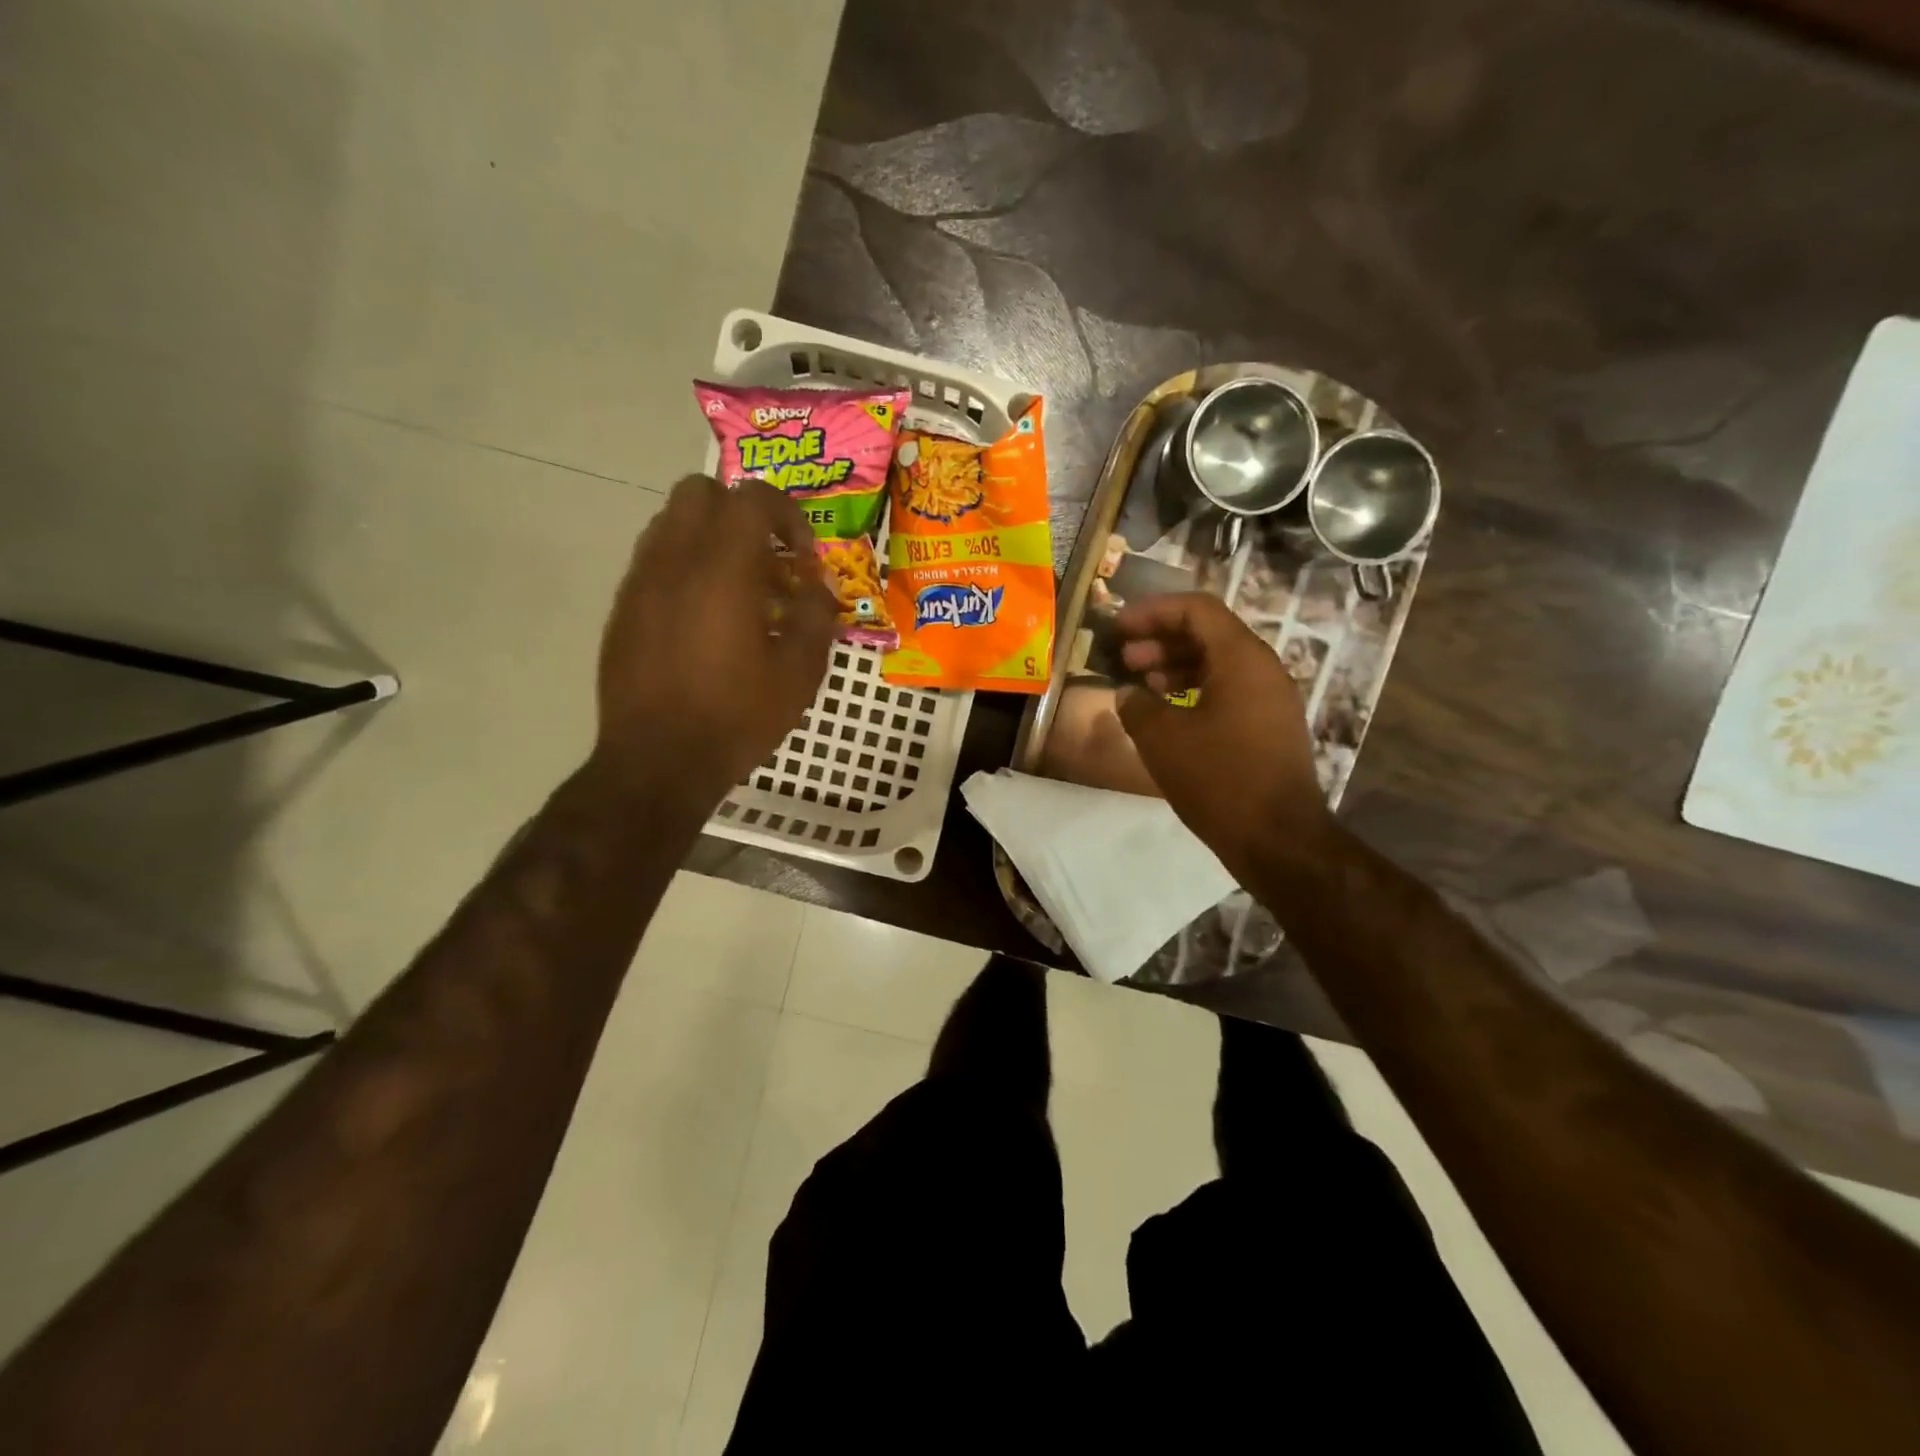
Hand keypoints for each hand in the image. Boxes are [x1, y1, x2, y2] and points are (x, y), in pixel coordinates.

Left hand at [594, 475, 835, 807]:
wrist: (658, 761)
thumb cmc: (737, 716)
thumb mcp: (799, 672)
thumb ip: (816, 616)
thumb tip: (817, 588)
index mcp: (722, 568)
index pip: (753, 497)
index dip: (788, 515)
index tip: (804, 558)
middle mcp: (674, 559)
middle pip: (701, 492)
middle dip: (741, 513)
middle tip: (768, 559)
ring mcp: (640, 581)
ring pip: (671, 523)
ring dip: (710, 539)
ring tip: (738, 590)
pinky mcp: (623, 608)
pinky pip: (654, 562)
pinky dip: (685, 568)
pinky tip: (705, 619)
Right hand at [1113, 592, 1334, 887]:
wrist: (1277, 838)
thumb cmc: (1218, 778)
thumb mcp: (1162, 738)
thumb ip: (1137, 704)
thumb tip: (1128, 693)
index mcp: (1242, 658)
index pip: (1196, 609)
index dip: (1152, 611)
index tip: (1118, 628)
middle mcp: (1263, 668)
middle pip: (1208, 633)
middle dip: (1161, 640)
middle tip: (1125, 658)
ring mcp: (1270, 698)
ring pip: (1218, 664)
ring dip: (1175, 666)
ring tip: (1140, 685)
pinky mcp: (1269, 726)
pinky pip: (1228, 691)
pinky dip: (1194, 691)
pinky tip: (1166, 714)